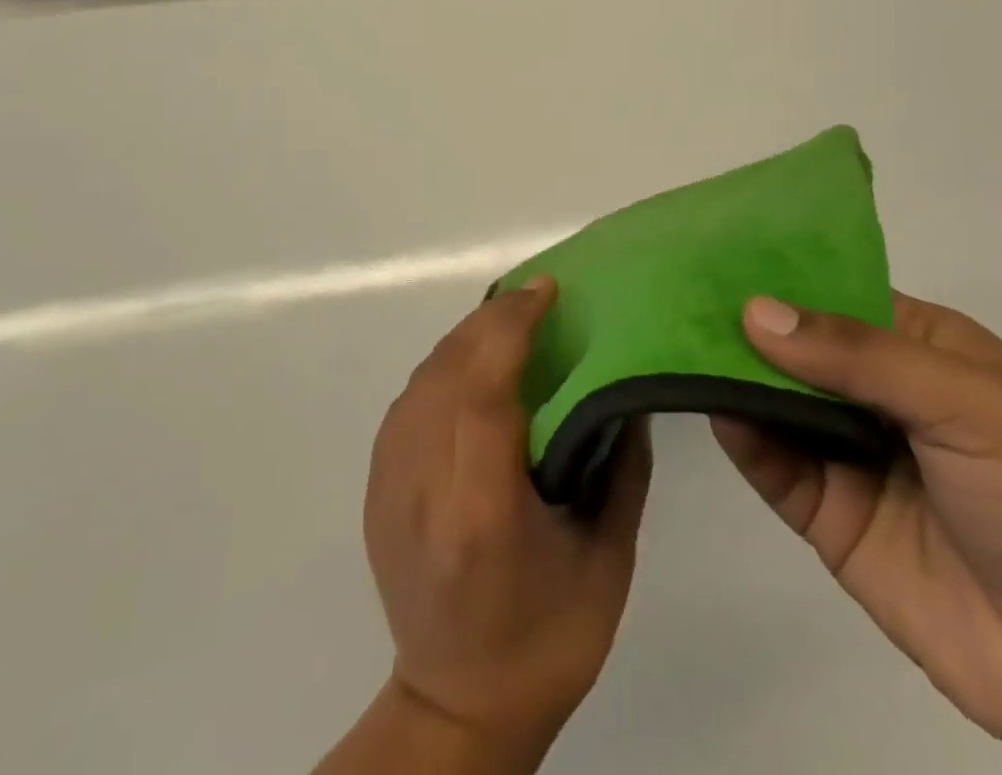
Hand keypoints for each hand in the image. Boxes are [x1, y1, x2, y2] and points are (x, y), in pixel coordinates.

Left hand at [361, 277, 650, 763]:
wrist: (456, 709)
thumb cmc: (547, 640)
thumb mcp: (607, 559)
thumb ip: (622, 467)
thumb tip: (626, 389)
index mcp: (481, 510)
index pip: (484, 389)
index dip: (512, 326)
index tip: (546, 291)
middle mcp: (424, 487)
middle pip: (447, 370)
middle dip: (492, 318)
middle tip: (536, 296)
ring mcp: (389, 486)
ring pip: (422, 378)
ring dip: (466, 337)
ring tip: (509, 322)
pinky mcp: (375, 488)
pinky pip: (408, 401)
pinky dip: (443, 367)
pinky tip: (474, 365)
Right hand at [713, 293, 1001, 774]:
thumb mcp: (969, 404)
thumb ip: (858, 356)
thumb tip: (756, 310)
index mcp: (922, 348)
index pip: (835, 293)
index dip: (780, 273)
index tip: (712, 250)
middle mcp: (879, 393)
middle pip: (797, 347)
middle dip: (743, 323)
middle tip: (670, 290)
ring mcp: (853, 455)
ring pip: (776, 402)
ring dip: (731, 374)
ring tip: (669, 337)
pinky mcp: (832, 517)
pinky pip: (775, 466)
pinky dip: (741, 435)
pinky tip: (706, 405)